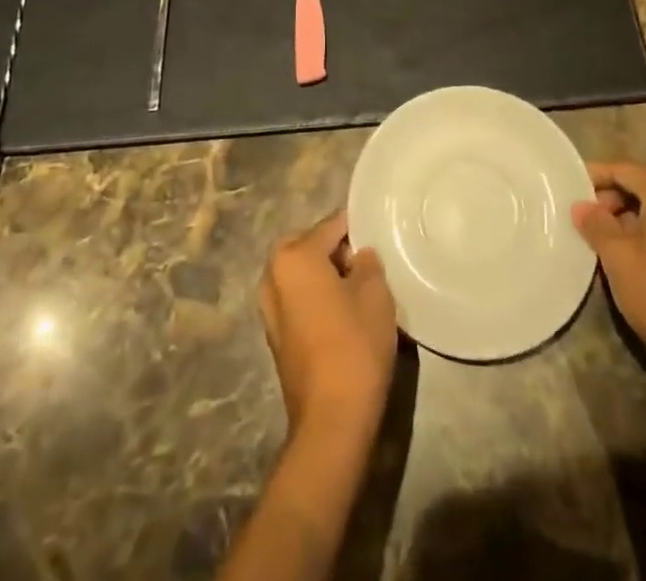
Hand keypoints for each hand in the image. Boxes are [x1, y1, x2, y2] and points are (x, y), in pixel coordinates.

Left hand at [258, 212, 398, 441]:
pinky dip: (314, 297)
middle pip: (308, 246)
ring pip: (300, 274)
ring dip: (323, 275)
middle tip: (366, 264)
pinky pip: (296, 299)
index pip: (331, 226)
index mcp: (294, 256)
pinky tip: (341, 314)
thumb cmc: (355, 345)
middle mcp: (273, 274)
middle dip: (334, 250)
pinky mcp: (274, 335)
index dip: (356, 228)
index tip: (377, 235)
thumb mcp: (375, 293)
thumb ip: (367, 263)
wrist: (331, 419)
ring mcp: (268, 307)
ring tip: (356, 290)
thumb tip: (359, 256)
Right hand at [573, 162, 645, 412]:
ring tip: (598, 236)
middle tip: (581, 216)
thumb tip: (581, 206)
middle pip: (641, 184)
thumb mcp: (616, 256)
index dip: (593, 176)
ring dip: (626, 215)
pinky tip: (625, 253)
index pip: (623, 169)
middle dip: (609, 197)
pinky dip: (645, 230)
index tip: (567, 187)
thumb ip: (595, 223)